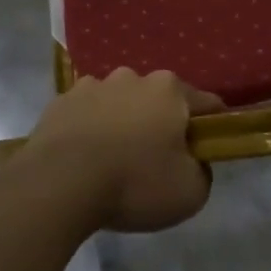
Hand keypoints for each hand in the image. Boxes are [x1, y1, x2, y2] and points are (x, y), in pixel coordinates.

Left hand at [21, 69, 220, 232]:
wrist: (58, 183)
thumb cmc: (134, 183)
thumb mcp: (190, 193)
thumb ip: (203, 172)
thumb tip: (195, 162)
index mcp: (169, 90)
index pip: (205, 104)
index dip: (212, 127)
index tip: (207, 150)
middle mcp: (133, 77)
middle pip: (158, 100)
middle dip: (160, 124)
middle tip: (155, 162)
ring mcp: (92, 85)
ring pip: (119, 103)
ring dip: (122, 123)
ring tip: (113, 162)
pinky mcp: (60, 101)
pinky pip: (85, 114)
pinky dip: (89, 130)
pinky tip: (84, 159)